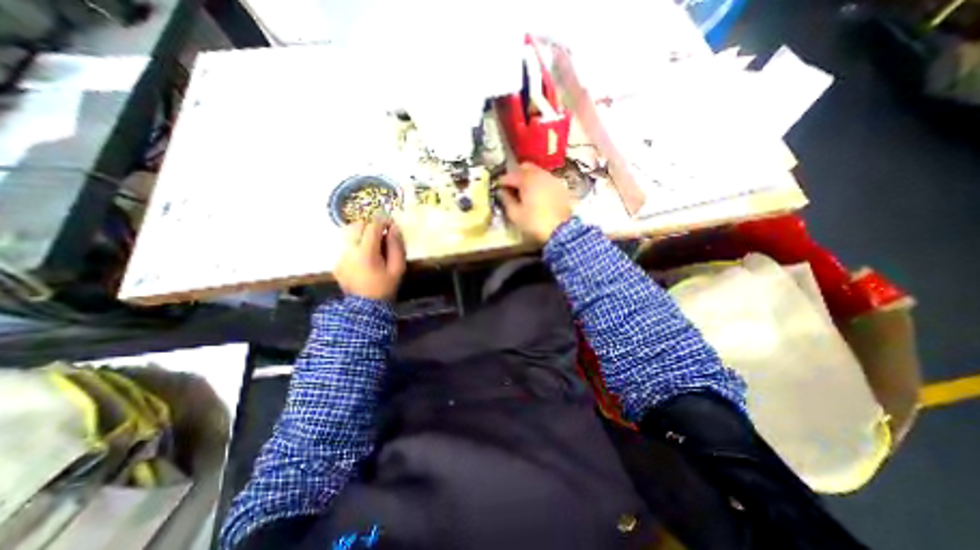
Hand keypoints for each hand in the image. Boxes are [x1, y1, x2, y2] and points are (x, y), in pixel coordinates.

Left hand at [334, 220, 401, 301]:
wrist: (365, 308)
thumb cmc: (385, 287)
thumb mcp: (398, 268)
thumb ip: (396, 247)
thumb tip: (394, 228)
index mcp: (366, 253)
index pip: (372, 226)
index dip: (383, 221)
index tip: (391, 224)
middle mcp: (349, 251)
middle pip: (356, 225)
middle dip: (370, 226)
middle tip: (381, 234)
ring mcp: (340, 257)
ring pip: (348, 233)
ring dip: (361, 233)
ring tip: (372, 243)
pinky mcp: (336, 262)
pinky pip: (344, 245)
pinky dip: (355, 244)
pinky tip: (364, 255)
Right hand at [502, 161, 570, 241]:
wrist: (563, 230)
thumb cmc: (535, 223)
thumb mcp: (516, 215)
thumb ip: (506, 200)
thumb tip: (502, 192)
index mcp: (526, 179)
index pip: (510, 175)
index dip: (502, 182)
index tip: (498, 189)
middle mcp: (540, 174)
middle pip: (524, 167)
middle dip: (516, 175)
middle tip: (511, 187)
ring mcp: (552, 178)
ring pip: (537, 171)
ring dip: (528, 178)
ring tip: (524, 192)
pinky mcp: (561, 186)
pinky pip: (546, 179)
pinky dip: (539, 183)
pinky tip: (537, 195)